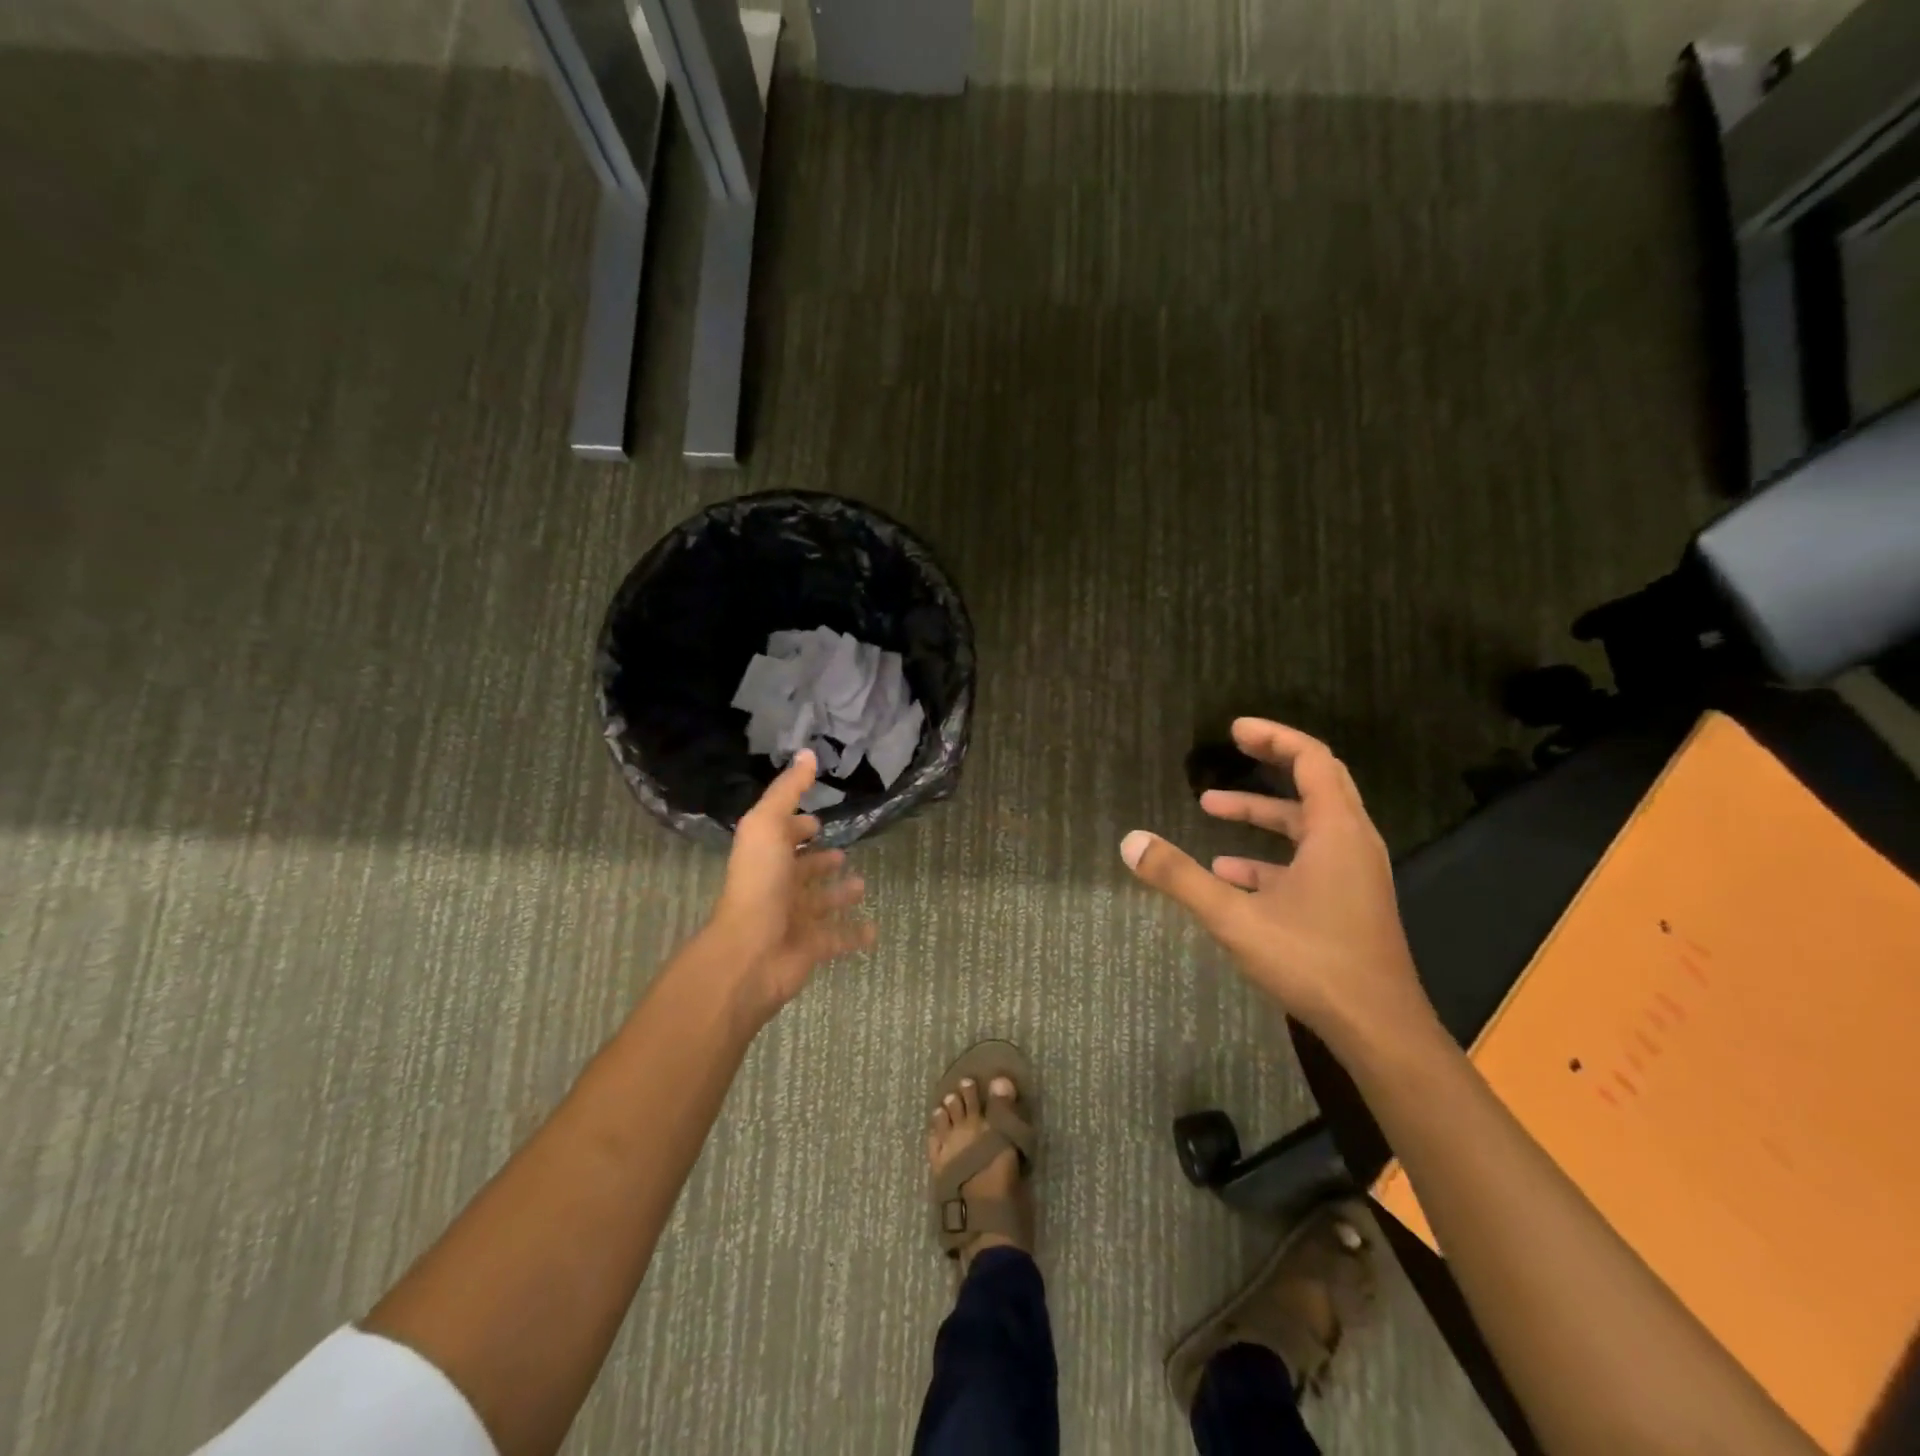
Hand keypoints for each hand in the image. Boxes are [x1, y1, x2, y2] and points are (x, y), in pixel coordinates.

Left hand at [705, 750, 874, 1018]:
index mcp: (766, 856)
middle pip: (801, 871)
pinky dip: (854, 934)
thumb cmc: (759, 883)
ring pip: (820, 903)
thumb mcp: (767, 825)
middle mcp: (778, 886)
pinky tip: (873, 929)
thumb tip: (807, 753)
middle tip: (843, 854)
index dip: (796, 827)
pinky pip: (838, 938)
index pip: (782, 836)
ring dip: (839, 894)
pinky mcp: (811, 947)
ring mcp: (794, 919)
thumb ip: (788, 791)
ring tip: (861, 884)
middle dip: (820, 861)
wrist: (751, 952)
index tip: (817, 821)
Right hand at [1120, 719, 1437, 1057]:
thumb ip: (1180, 878)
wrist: (1378, 1028)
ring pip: (1308, 825)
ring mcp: (1353, 873)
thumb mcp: (1235, 917)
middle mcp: (1352, 842)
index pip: (1311, 759)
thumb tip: (1130, 842)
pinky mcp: (1348, 900)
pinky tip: (1228, 872)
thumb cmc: (1312, 961)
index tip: (1235, 730)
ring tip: (1209, 809)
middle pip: (1316, 782)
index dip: (1274, 738)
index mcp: (1336, 831)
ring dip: (1263, 813)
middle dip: (1272, 762)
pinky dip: (1270, 855)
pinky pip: (1309, 860)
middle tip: (1234, 748)